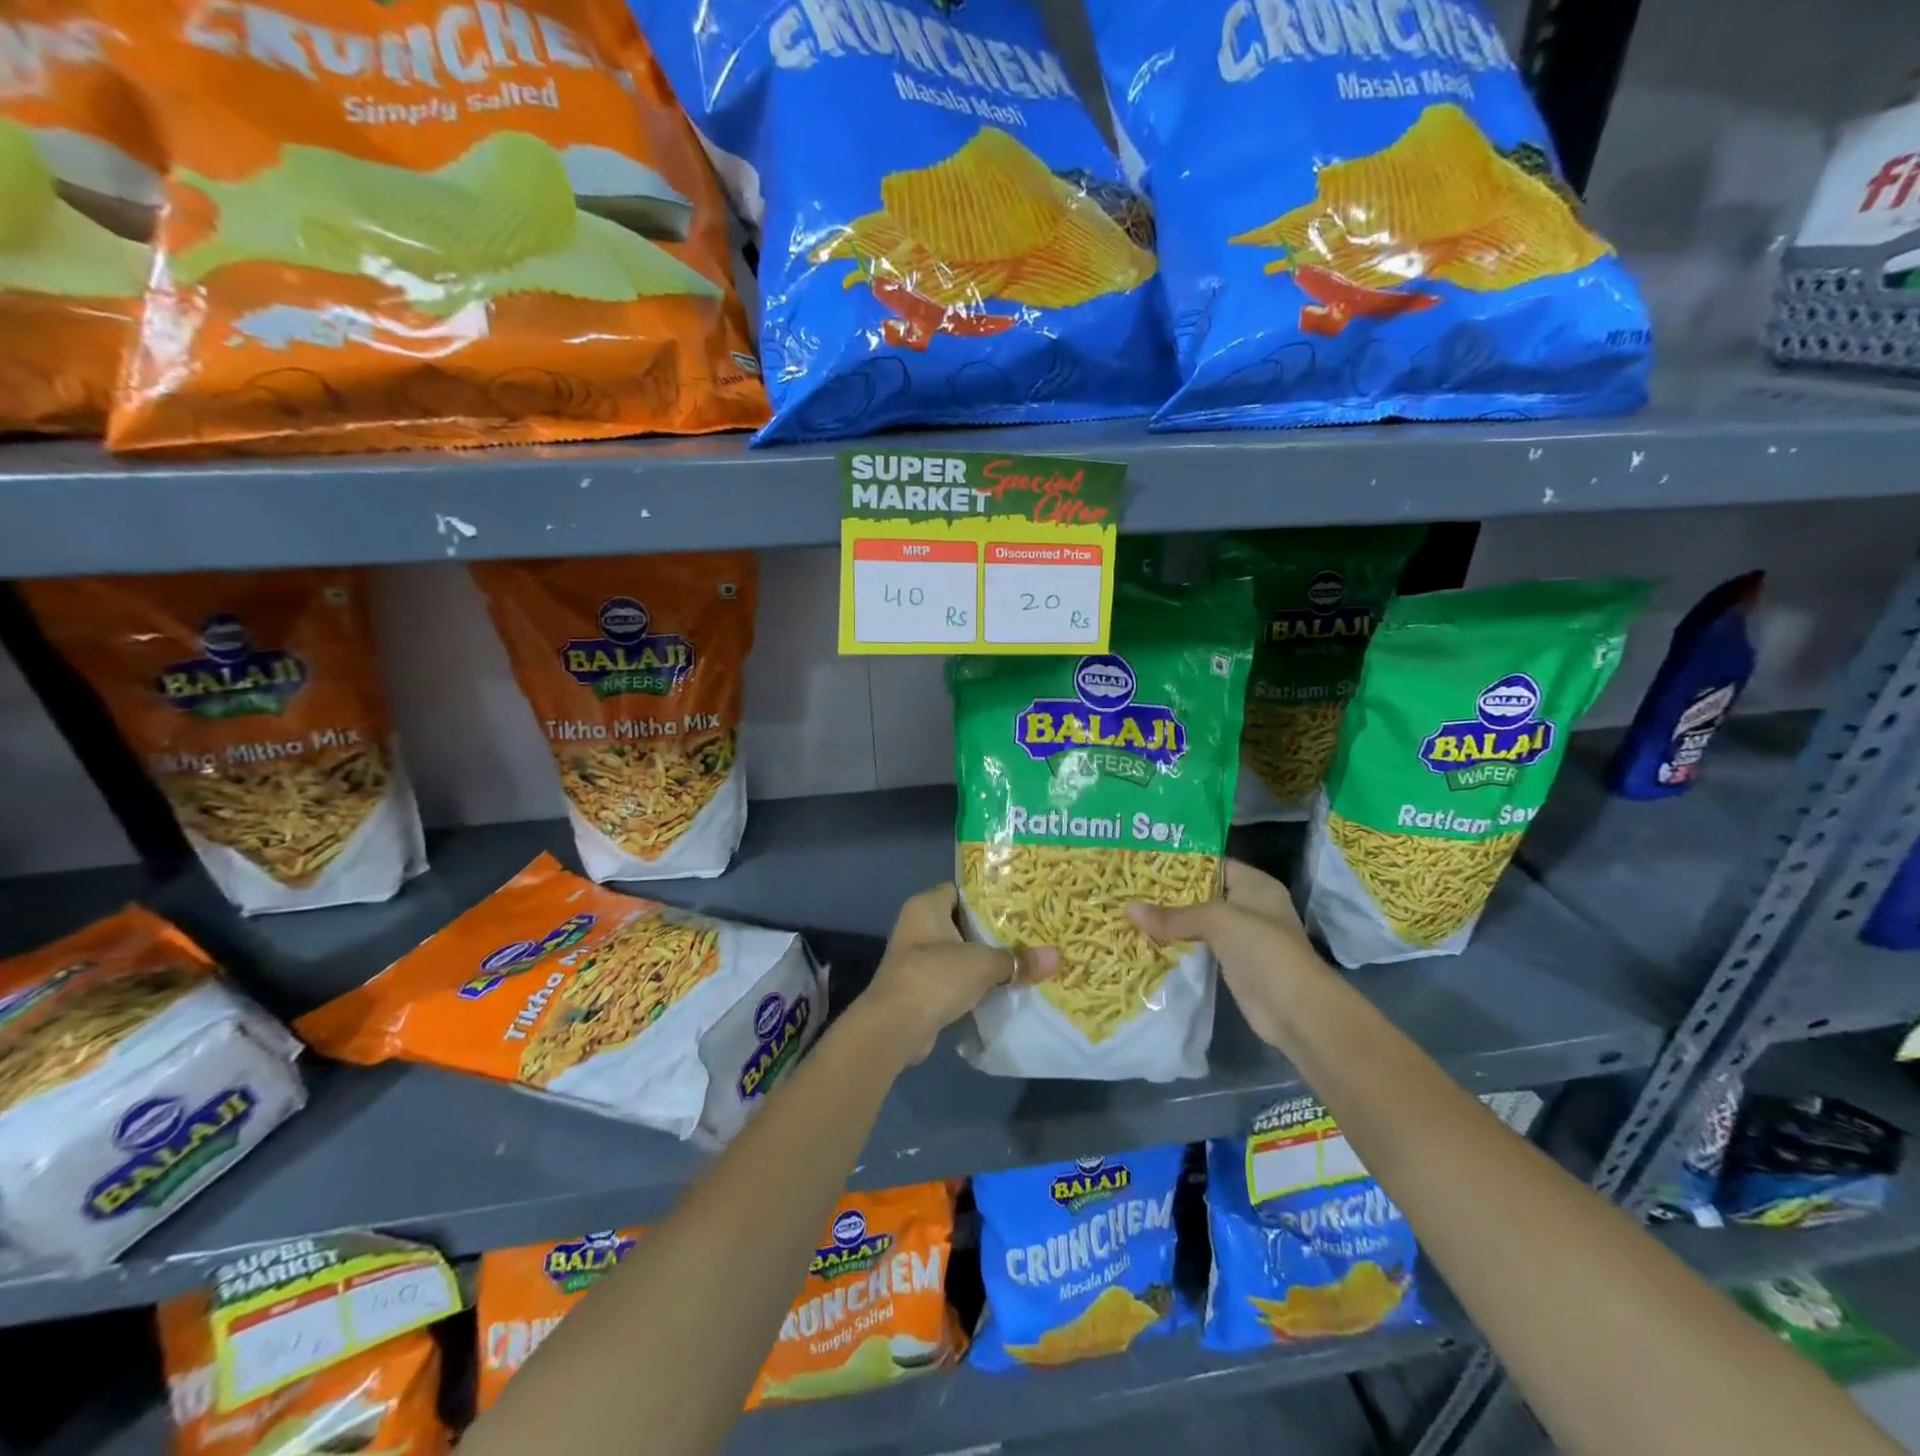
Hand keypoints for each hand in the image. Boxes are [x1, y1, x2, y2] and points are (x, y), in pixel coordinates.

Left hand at [862, 883, 1056, 1063]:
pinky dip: (974, 985)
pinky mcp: (920, 990)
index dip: (987, 896)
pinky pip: (954, 980)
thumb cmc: (935, 976)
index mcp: (926, 906)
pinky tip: (1003, 989)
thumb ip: (1017, 960)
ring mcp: (916, 960)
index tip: (1019, 903)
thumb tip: (1057, 957)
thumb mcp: (983, 964)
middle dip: (992, 931)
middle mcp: (917, 927)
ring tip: (1023, 960)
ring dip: (984, 961)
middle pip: (962, 923)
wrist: (895, 1027)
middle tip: (1029, 932)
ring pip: (959, 954)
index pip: (960, 890)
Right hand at [1128, 859, 1323, 1047]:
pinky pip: (1199, 947)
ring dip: (1171, 921)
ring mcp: (1242, 937)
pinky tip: (1148, 940)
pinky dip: (1178, 944)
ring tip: (1130, 910)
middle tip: (1130, 886)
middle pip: (1203, 893)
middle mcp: (1250, 906)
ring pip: (1199, 922)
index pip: (1213, 863)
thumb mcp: (1217, 921)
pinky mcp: (1233, 964)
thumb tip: (1128, 909)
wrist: (1296, 1010)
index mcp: (1255, 884)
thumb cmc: (1263, 949)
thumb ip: (1174, 916)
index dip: (1181, 862)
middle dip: (1170, 893)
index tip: (1145, 860)